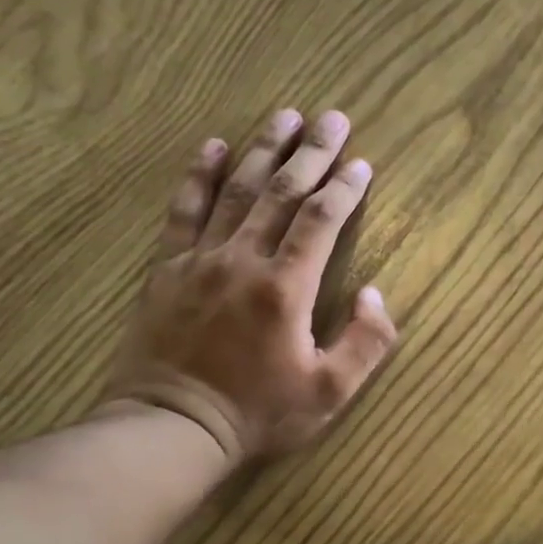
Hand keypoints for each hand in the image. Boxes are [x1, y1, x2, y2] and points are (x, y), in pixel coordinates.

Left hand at [100, 107, 398, 463]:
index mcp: (286, 289)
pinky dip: (199, 175)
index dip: (345, 189)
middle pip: (282, 193)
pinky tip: (213, 146)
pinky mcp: (167, 268)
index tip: (362, 163)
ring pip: (236, 191)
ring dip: (263, 150)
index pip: (321, 222)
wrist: (174, 427)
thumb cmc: (259, 414)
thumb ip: (365, 343)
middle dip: (311, 152)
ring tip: (284, 116)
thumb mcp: (330, 393)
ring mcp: (200, 259)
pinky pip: (184, 211)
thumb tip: (375, 294)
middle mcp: (244, 260)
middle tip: (332, 118)